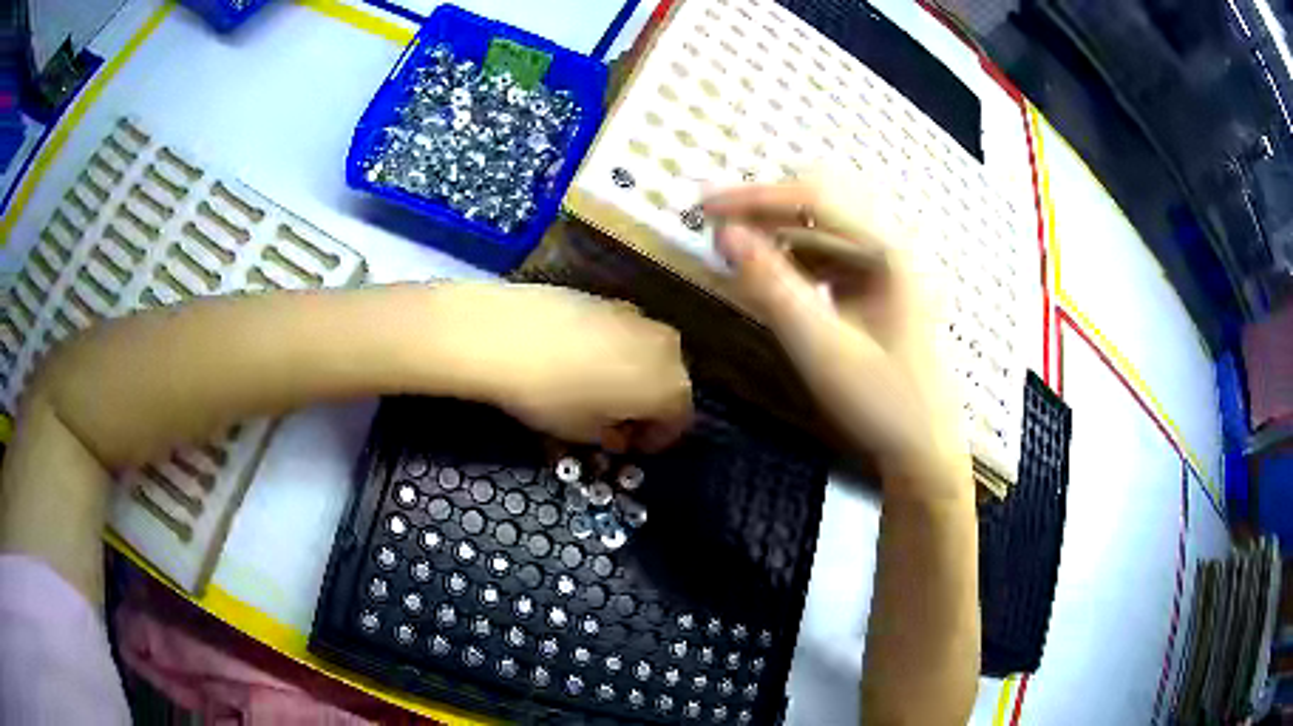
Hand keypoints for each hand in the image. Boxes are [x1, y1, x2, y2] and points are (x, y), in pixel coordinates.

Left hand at [437, 283, 692, 450]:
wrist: (506, 335)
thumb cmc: (552, 397)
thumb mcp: (584, 434)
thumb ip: (612, 436)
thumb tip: (616, 432)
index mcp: (670, 387)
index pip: (678, 421)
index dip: (655, 439)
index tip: (630, 447)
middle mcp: (667, 349)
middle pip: (669, 384)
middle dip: (647, 406)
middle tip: (615, 421)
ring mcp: (639, 318)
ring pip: (648, 355)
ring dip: (632, 377)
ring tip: (596, 389)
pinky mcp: (610, 299)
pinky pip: (625, 334)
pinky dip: (614, 351)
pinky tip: (580, 360)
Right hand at [704, 169, 969, 501]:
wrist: (924, 451)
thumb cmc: (882, 402)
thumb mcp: (822, 347)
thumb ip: (773, 286)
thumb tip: (725, 233)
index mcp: (887, 251)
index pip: (815, 199)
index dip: (755, 196)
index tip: (704, 205)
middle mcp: (889, 248)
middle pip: (821, 204)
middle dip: (766, 209)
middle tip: (718, 227)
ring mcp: (886, 269)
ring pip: (823, 230)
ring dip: (778, 233)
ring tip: (735, 252)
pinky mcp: (878, 290)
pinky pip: (830, 258)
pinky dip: (796, 259)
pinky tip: (772, 278)